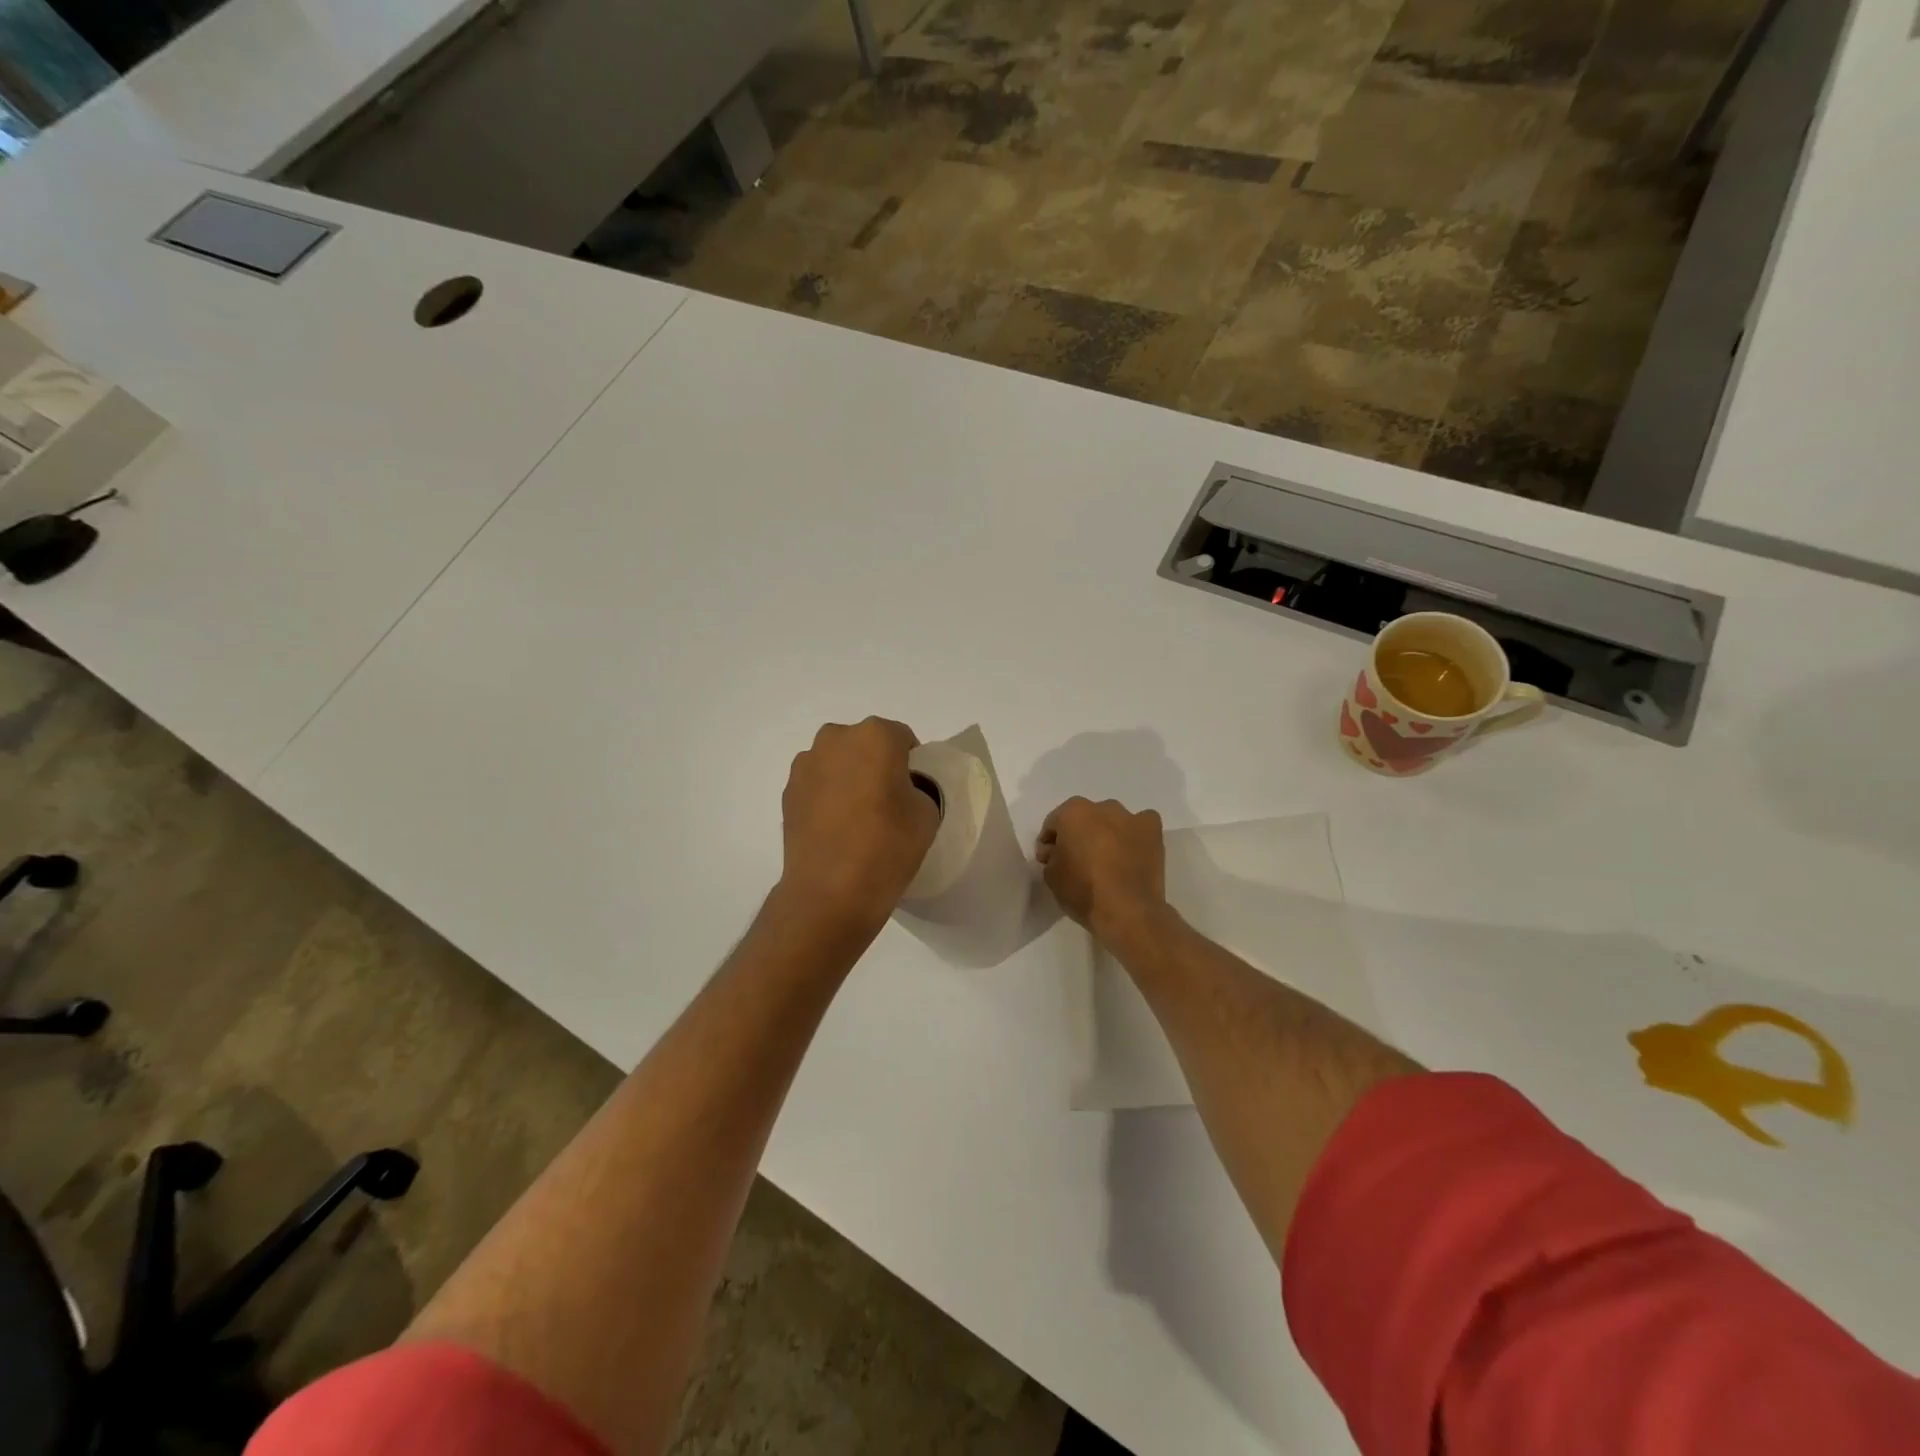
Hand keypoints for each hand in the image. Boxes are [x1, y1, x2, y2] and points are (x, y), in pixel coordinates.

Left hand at [778, 718, 940, 940]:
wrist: (829, 893)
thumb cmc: (887, 847)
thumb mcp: (927, 814)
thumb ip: (918, 789)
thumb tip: (899, 790)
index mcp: (875, 736)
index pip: (903, 738)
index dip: (912, 764)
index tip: (913, 792)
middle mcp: (835, 739)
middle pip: (865, 744)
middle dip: (877, 764)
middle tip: (887, 802)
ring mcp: (806, 765)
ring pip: (838, 763)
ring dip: (849, 779)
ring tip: (858, 819)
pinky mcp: (787, 792)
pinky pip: (818, 785)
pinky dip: (828, 798)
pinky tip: (836, 830)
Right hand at [1036, 797, 1168, 945]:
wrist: (1128, 911)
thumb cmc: (1083, 891)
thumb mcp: (1051, 876)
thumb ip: (1051, 856)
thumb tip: (1056, 851)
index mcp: (1073, 813)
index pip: (1054, 823)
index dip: (1048, 842)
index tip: (1048, 860)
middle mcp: (1102, 807)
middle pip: (1085, 818)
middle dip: (1079, 834)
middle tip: (1077, 859)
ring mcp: (1131, 817)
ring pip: (1113, 820)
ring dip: (1107, 833)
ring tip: (1107, 859)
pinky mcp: (1153, 831)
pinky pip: (1140, 825)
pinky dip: (1134, 835)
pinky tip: (1131, 852)